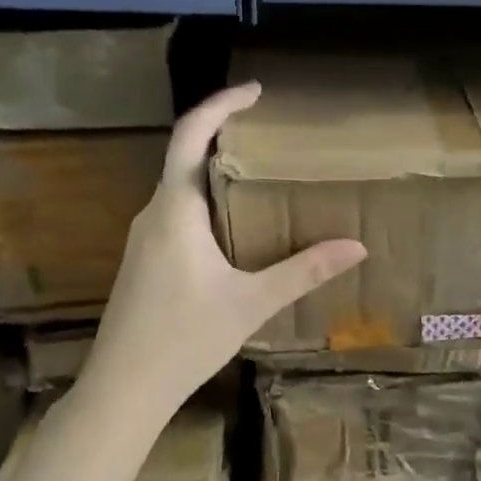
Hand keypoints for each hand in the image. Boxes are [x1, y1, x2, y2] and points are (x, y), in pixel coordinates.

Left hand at [86, 83, 365, 414]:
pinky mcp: (146, 260)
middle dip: (226, 135)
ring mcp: (145, 238)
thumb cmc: (184, 339)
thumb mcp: (252, 303)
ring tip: (262, 172)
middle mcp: (154, 214)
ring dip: (217, 170)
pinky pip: (179, 212)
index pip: (191, 136)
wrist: (122, 389)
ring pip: (181, 186)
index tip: (255, 91)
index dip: (221, 104)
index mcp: (175, 211)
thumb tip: (357, 246)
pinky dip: (208, 200)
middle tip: (271, 132)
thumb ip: (304, 271)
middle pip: (185, 156)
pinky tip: (236, 224)